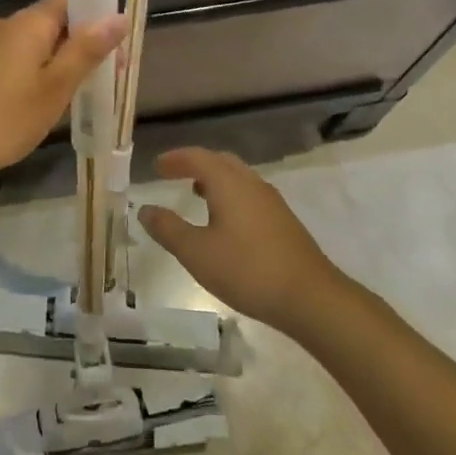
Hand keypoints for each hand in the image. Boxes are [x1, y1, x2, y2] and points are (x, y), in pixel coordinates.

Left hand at [0, 0, 125, 185]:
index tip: (121, 38)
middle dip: (85, 39)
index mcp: (30, 22)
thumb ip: (87, 50)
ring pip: (39, 41)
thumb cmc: (6, 117)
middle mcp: (10, 25)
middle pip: (56, 19)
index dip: (99, 10)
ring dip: (64, 57)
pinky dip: (42, 69)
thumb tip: (119, 15)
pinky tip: (50, 96)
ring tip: (86, 87)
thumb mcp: (56, 86)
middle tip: (112, 72)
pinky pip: (22, 56)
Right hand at [138, 148, 341, 331]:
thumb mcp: (196, 253)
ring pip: (237, 178)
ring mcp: (271, 201)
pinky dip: (230, 195)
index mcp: (228, 182)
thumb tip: (145, 210)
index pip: (197, 157)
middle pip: (220, 161)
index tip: (156, 167)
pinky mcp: (283, 221)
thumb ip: (168, 229)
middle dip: (195, 164)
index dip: (174, 159)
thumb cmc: (247, 270)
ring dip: (214, 180)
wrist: (310, 297)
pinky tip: (225, 222)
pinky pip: (249, 194)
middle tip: (173, 174)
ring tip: (196, 195)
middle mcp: (251, 183)